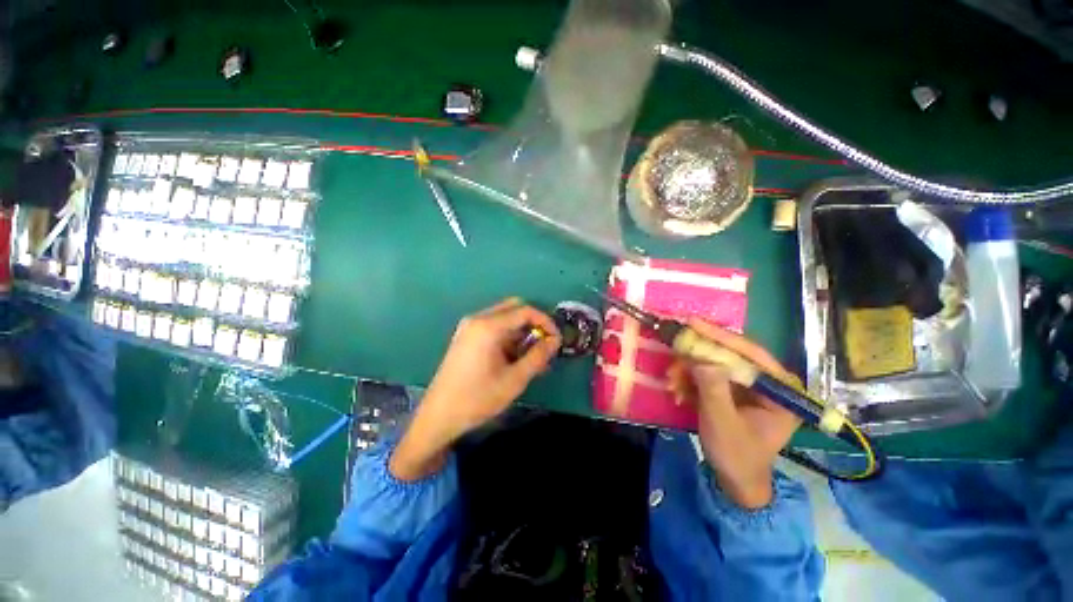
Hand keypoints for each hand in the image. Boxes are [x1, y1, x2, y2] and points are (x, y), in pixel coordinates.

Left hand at [390, 298, 560, 480]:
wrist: (438, 415)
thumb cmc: (478, 398)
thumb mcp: (514, 379)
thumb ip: (538, 357)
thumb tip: (555, 341)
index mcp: (488, 326)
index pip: (525, 311)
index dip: (545, 322)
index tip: (556, 340)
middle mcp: (478, 319)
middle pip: (514, 309)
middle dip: (533, 324)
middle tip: (544, 345)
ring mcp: (469, 327)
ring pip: (504, 318)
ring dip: (521, 332)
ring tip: (532, 357)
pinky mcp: (465, 336)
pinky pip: (493, 327)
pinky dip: (508, 336)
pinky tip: (514, 358)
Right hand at [668, 319, 801, 508]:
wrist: (735, 480)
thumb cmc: (736, 456)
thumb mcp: (722, 424)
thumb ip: (713, 391)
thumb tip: (702, 359)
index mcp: (780, 390)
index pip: (752, 353)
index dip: (721, 336)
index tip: (693, 323)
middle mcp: (767, 382)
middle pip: (729, 355)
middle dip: (697, 357)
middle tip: (673, 357)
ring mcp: (748, 385)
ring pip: (714, 362)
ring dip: (688, 370)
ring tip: (671, 383)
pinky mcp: (732, 389)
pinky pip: (707, 373)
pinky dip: (689, 379)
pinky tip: (677, 391)